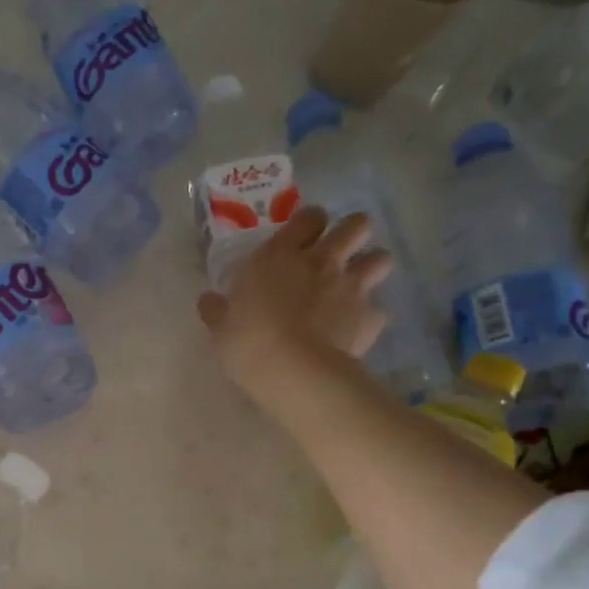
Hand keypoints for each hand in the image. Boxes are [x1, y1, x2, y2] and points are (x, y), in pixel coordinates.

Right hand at [197, 207, 391, 408]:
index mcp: (280, 256)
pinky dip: (369, 316)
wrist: (293, 371)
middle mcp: (322, 261)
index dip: (310, 222)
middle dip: (353, 233)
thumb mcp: (221, 327)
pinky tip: (355, 328)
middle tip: (340, 251)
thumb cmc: (249, 342)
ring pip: (381, 258)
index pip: (309, 217)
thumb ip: (217, 310)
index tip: (304, 236)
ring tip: (358, 284)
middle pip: (357, 225)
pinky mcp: (370, 317)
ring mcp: (351, 287)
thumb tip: (207, 300)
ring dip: (372, 266)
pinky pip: (378, 309)